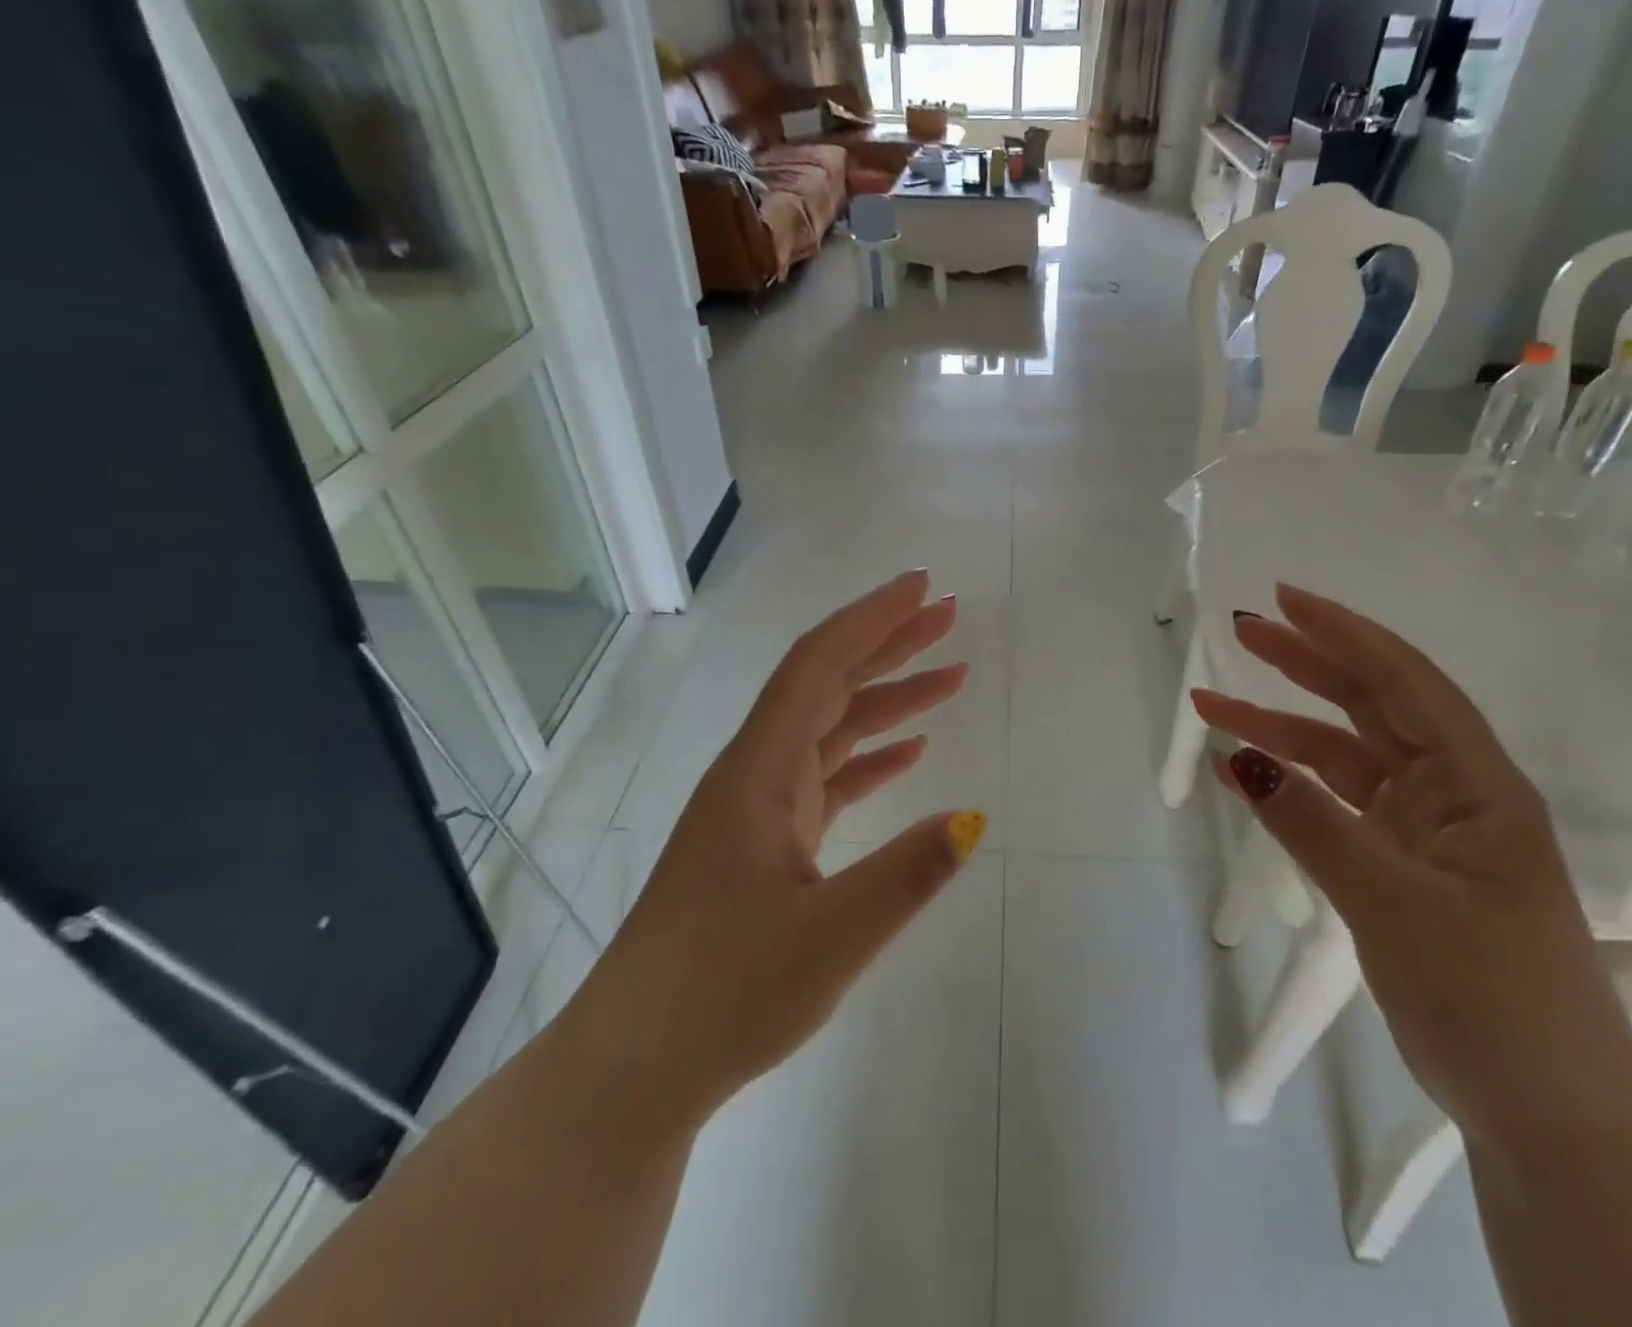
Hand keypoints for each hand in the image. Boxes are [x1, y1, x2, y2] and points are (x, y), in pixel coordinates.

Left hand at [562, 571, 983, 1132]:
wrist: (635, 1066)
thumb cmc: (722, 996)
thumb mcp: (829, 939)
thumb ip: (906, 876)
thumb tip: (974, 819)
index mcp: (758, 772)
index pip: (818, 666)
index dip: (870, 619)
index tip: (920, 586)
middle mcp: (755, 774)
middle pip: (827, 685)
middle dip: (888, 644)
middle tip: (948, 615)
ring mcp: (758, 810)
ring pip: (830, 731)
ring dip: (887, 701)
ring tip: (952, 679)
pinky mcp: (764, 844)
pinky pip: (825, 779)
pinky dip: (869, 757)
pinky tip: (907, 753)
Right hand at [1193, 586, 1631, 1154]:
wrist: (1546, 1113)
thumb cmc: (1488, 997)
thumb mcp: (1391, 903)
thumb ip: (1312, 825)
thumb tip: (1241, 761)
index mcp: (1478, 785)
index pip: (1404, 683)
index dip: (1344, 634)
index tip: (1282, 600)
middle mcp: (1452, 793)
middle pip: (1371, 705)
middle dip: (1306, 663)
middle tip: (1242, 630)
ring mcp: (1423, 829)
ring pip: (1342, 754)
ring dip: (1279, 727)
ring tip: (1211, 705)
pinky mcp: (1398, 863)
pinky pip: (1333, 805)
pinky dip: (1288, 786)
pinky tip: (1240, 773)